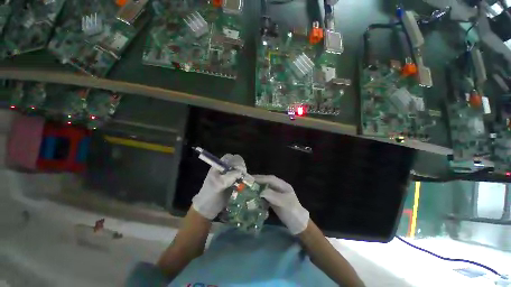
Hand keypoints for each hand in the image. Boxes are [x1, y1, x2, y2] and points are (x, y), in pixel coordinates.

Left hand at [192, 154, 245, 219]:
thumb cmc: (210, 195)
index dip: (236, 162)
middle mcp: (225, 168)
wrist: (208, 209)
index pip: (230, 157)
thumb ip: (229, 177)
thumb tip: (240, 172)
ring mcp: (230, 175)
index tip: (240, 170)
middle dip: (241, 168)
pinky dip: (244, 179)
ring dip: (243, 174)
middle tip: (243, 176)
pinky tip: (244, 183)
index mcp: (219, 166)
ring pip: (240, 169)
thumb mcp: (218, 185)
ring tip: (243, 181)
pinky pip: (242, 177)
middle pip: (237, 162)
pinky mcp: (234, 182)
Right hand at [254, 175, 308, 234]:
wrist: (298, 224)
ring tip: (248, 187)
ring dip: (258, 187)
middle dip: (258, 181)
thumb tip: (261, 192)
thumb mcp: (284, 203)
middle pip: (267, 182)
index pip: (270, 179)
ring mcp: (277, 193)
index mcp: (283, 185)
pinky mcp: (274, 200)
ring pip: (265, 187)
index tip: (251, 179)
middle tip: (247, 182)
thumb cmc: (292, 212)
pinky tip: (254, 195)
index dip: (261, 178)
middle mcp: (279, 187)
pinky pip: (265, 194)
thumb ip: (273, 196)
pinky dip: (259, 194)